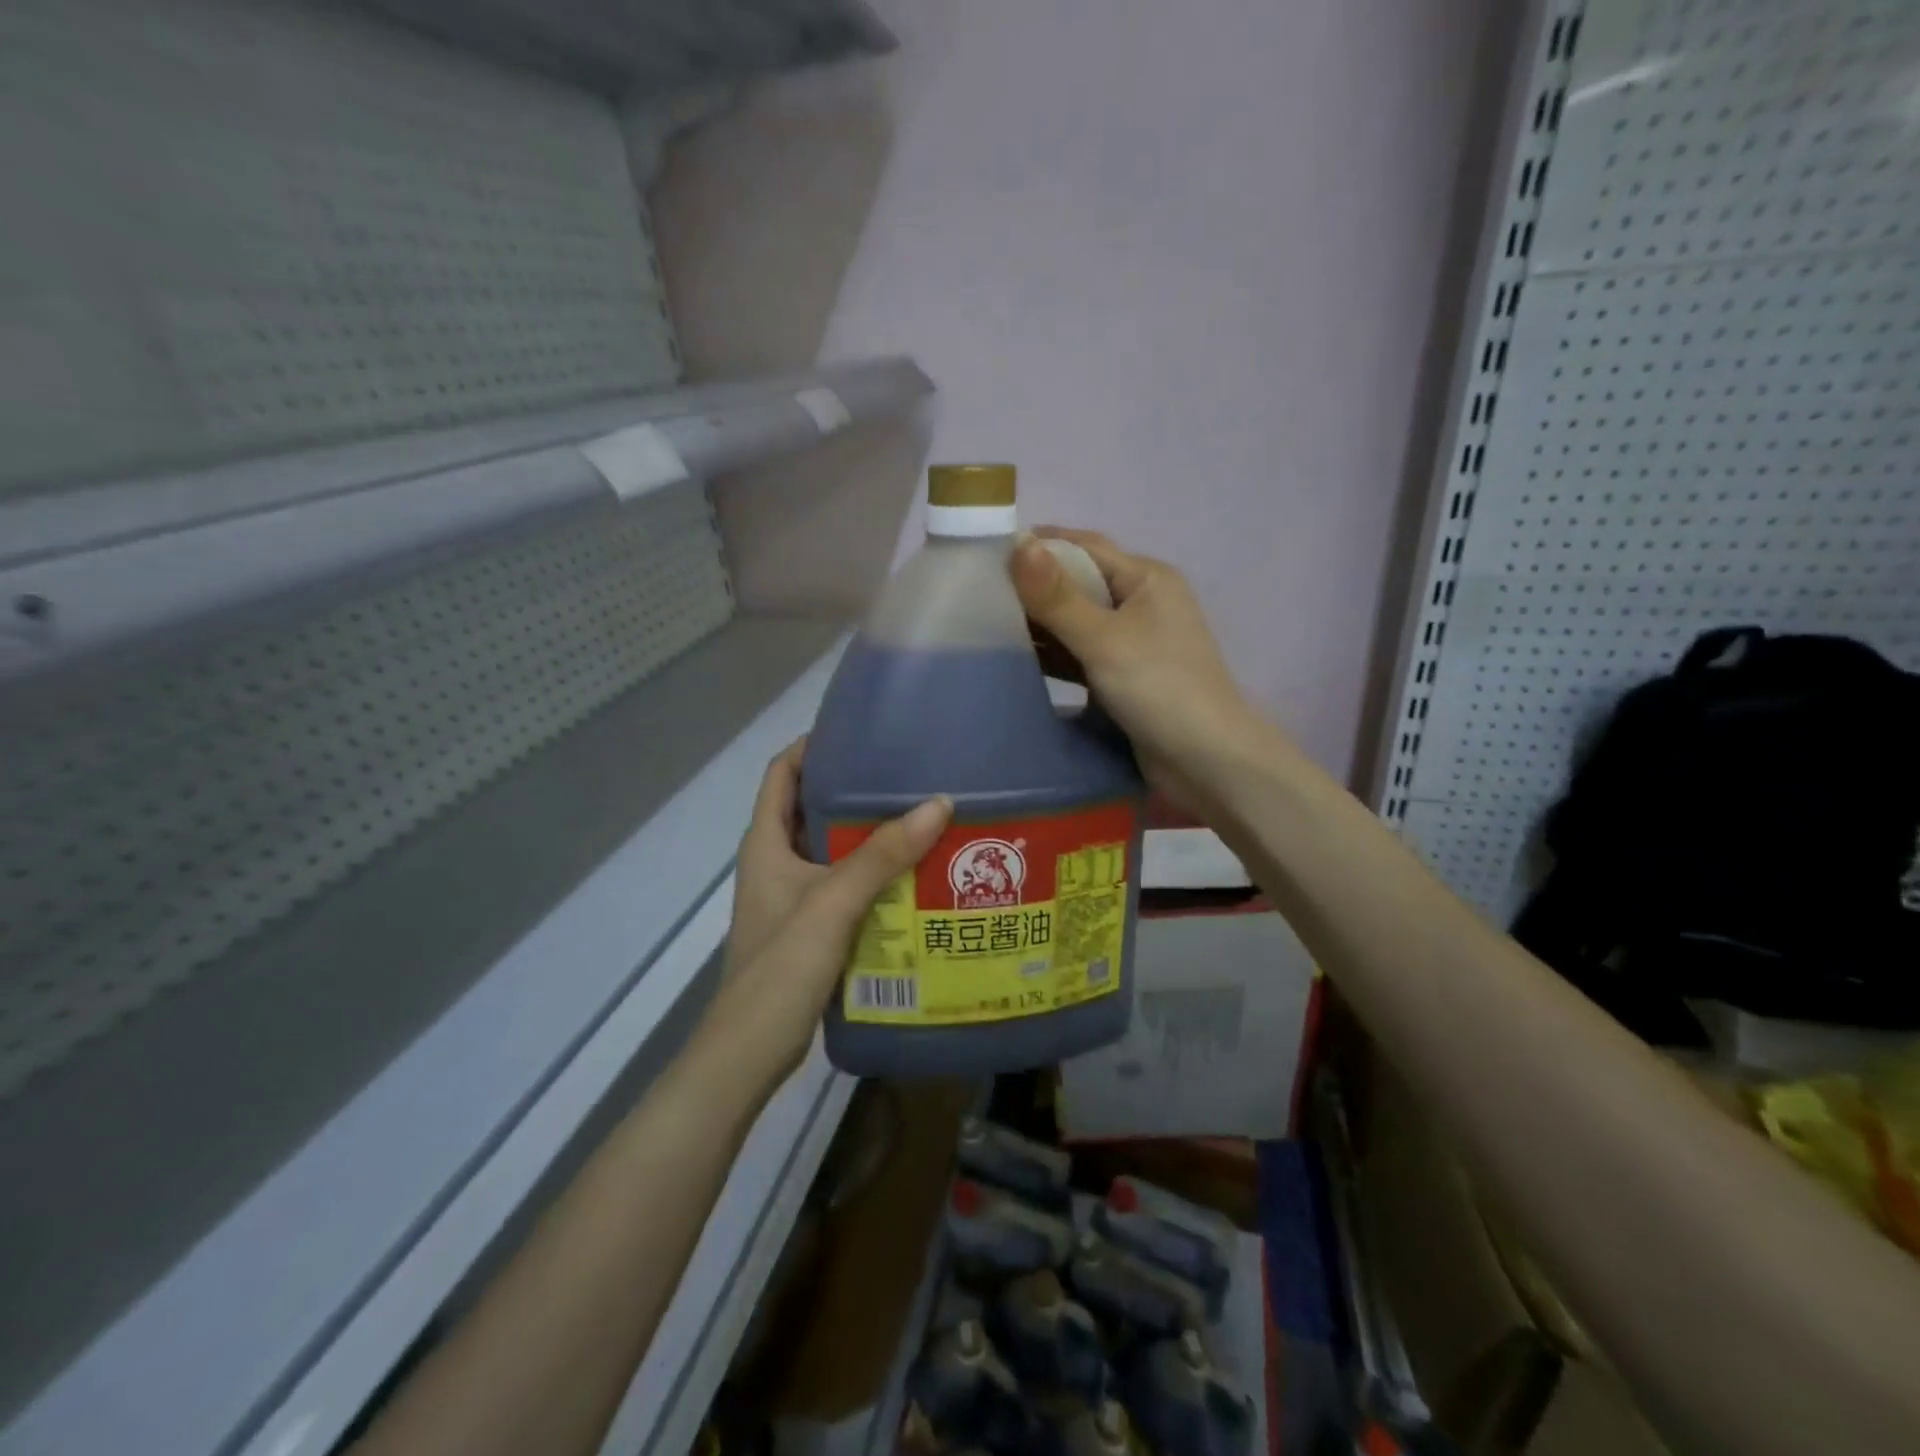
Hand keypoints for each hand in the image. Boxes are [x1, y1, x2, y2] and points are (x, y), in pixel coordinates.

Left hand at [702, 741, 950, 1087]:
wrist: (750, 1052)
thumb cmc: (780, 967)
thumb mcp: (833, 902)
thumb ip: (882, 855)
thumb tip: (939, 803)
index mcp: (766, 843)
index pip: (781, 774)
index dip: (812, 747)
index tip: (858, 732)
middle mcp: (776, 862)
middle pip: (812, 809)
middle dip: (853, 790)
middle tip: (906, 774)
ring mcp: (792, 897)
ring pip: (832, 850)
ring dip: (869, 836)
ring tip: (920, 818)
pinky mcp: (809, 928)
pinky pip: (845, 886)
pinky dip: (874, 875)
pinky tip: (913, 876)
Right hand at [1010, 529, 1280, 814]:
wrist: (1207, 762)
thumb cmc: (1160, 689)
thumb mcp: (1104, 639)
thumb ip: (1057, 596)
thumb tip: (1018, 543)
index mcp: (1146, 579)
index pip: (1084, 548)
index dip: (1038, 545)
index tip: (987, 551)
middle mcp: (1141, 603)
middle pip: (1078, 584)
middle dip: (1032, 587)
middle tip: (976, 591)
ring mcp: (1133, 643)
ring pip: (1077, 622)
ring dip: (1039, 624)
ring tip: (983, 623)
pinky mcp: (1124, 677)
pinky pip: (1080, 655)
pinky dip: (1053, 655)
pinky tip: (1015, 659)